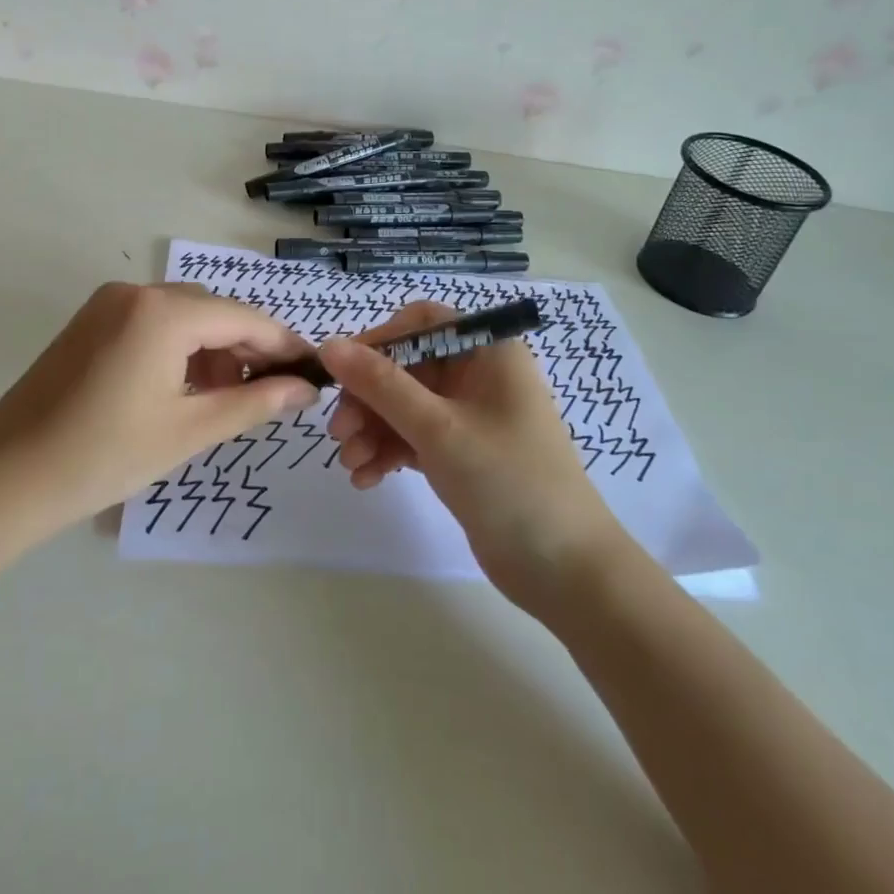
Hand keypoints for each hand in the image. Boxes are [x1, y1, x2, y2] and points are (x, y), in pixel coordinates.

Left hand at [0, 282, 318, 535]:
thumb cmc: (104, 457)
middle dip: (247, 349)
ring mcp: (108, 303)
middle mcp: (136, 291)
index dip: (282, 344)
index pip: (243, 318)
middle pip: (212, 312)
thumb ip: (254, 402)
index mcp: (163, 312)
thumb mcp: (189, 430)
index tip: (313, 370)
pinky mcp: (90, 321)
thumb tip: (305, 389)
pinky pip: (152, 322)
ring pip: (182, 315)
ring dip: (212, 349)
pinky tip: (185, 387)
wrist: (6, 479)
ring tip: (225, 398)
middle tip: (271, 393)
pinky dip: (178, 348)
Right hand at [320, 301, 627, 607]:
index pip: (422, 322)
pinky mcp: (462, 453)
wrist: (564, 571)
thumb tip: (328, 345)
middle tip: (339, 432)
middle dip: (369, 398)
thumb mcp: (438, 428)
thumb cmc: (508, 480)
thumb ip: (380, 384)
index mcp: (488, 351)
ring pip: (406, 405)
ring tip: (351, 464)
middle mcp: (479, 375)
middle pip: (407, 367)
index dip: (379, 340)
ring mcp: (471, 416)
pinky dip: (389, 451)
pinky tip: (366, 478)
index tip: (342, 371)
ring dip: (373, 429)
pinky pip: (414, 437)